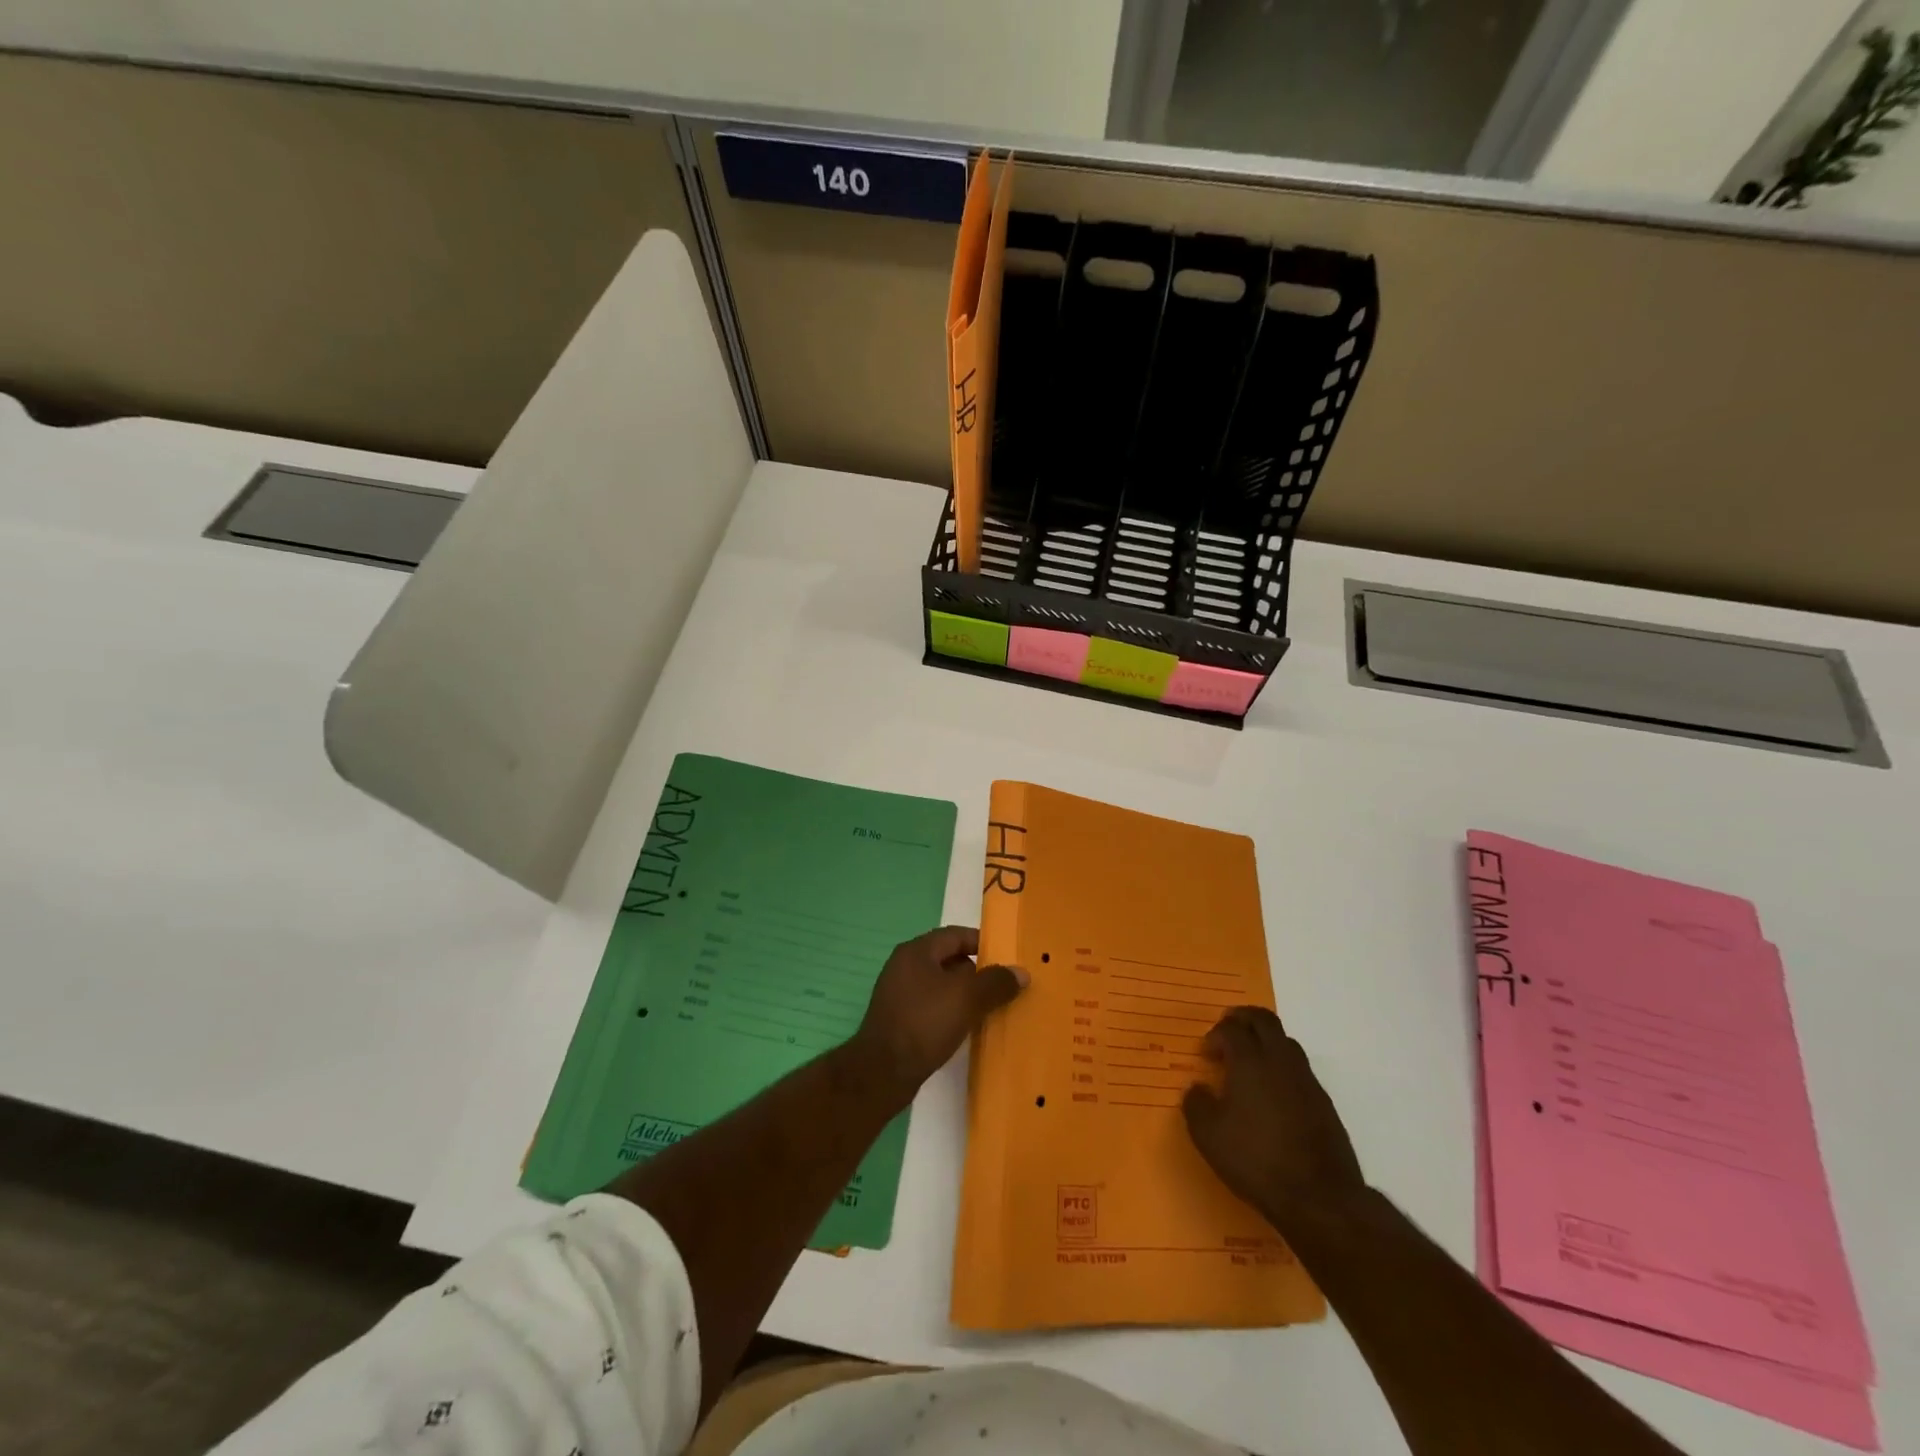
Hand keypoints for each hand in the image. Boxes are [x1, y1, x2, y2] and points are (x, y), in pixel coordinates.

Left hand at [851, 926, 1025, 1099]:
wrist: (882, 1072)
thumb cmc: (924, 1023)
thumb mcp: (966, 998)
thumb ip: (995, 982)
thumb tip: (1021, 972)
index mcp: (916, 951)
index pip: (955, 935)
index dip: (983, 943)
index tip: (1007, 957)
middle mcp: (905, 966)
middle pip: (948, 959)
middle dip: (977, 972)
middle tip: (1004, 986)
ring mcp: (900, 994)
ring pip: (941, 986)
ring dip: (965, 994)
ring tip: (991, 1008)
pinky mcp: (900, 1019)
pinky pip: (932, 1006)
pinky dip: (951, 1011)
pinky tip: (967, 1027)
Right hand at [1183, 1006, 1364, 1224]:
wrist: (1321, 1198)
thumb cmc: (1256, 1159)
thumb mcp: (1208, 1135)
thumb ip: (1196, 1104)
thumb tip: (1198, 1088)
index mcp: (1250, 1061)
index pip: (1231, 1028)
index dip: (1215, 1034)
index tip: (1206, 1052)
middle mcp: (1280, 1061)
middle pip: (1264, 1020)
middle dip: (1243, 1019)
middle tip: (1228, 1031)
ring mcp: (1307, 1081)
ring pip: (1286, 1042)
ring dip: (1266, 1042)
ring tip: (1250, 1063)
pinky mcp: (1324, 1103)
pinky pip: (1299, 1070)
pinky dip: (1282, 1069)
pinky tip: (1272, 1095)